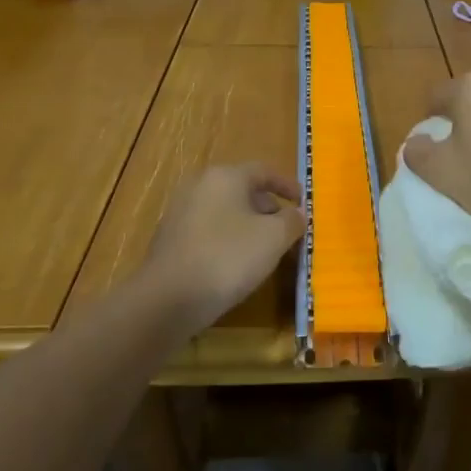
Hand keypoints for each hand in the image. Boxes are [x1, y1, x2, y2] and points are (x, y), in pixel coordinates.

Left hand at [135, 164, 305, 336]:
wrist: (166, 300)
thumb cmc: (227, 258)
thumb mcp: (273, 238)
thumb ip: (292, 221)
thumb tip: (297, 214)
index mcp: (225, 176)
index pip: (264, 171)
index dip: (287, 185)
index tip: (303, 202)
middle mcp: (199, 186)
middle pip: (242, 190)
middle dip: (268, 208)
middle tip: (286, 229)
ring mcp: (180, 213)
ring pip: (224, 211)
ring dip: (247, 225)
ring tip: (264, 250)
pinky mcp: (169, 240)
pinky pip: (208, 231)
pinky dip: (226, 240)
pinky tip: (235, 265)